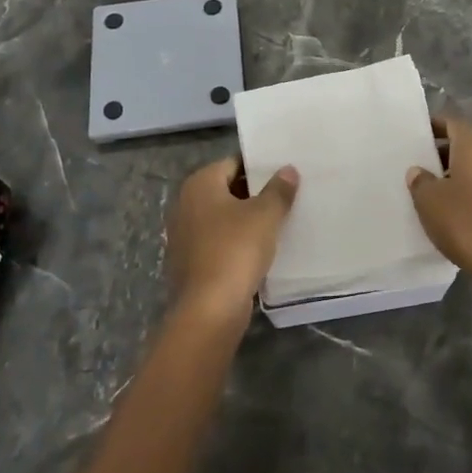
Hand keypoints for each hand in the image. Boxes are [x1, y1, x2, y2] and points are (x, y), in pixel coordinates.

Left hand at [165, 158, 299, 322]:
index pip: (233, 163)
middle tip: (286, 197)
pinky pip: (217, 241)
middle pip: (226, 190)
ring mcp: (184, 234)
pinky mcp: (189, 261)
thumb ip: (278, 190)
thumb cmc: (235, 250)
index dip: (259, 167)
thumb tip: (288, 170)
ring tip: (278, 222)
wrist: (209, 309)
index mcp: (199, 184)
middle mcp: (185, 203)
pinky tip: (259, 250)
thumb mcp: (265, 215)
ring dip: (246, 220)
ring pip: (222, 218)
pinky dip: (235, 242)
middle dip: (254, 194)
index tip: (283, 174)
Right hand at [406, 117, 471, 283]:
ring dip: (461, 179)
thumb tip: (420, 171)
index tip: (418, 136)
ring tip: (438, 198)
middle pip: (469, 147)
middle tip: (423, 171)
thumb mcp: (429, 202)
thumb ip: (421, 181)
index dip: (435, 126)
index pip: (454, 123)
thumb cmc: (467, 224)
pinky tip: (462, 219)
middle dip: (446, 156)